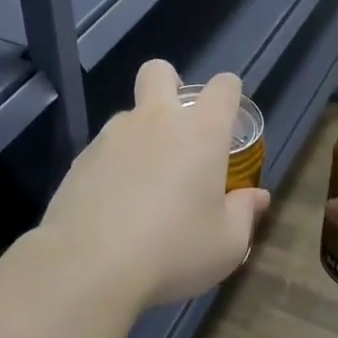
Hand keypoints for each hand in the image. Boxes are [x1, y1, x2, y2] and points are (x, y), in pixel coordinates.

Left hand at [38, 61, 270, 310]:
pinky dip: (113, 166)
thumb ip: (244, 213)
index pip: (223, 87)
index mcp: (200, 132)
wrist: (90, 264)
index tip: (229, 119)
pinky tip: (113, 205)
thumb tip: (256, 197)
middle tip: (178, 129)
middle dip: (171, 85)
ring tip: (143, 184)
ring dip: (141, 135)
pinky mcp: (80, 159)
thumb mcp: (227, 244)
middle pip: (159, 72)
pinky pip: (103, 149)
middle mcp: (156, 120)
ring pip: (129, 115)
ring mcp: (112, 136)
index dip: (229, 94)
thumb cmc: (174, 250)